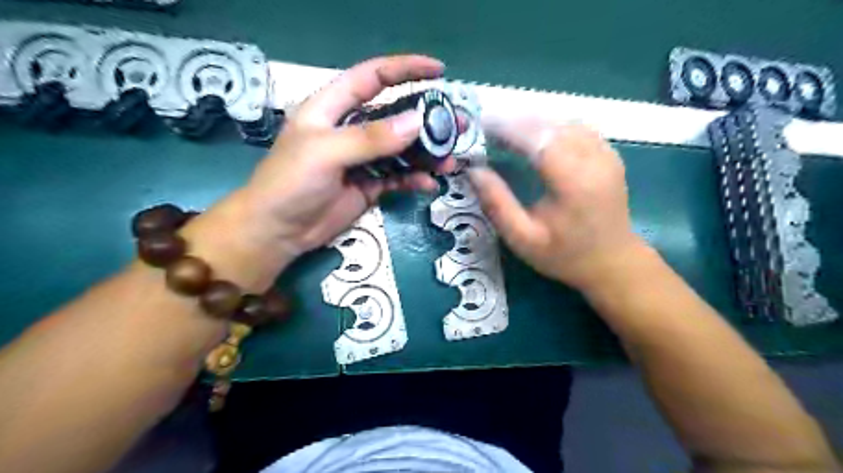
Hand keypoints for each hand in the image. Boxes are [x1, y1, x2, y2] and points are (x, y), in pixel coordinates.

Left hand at [237, 56, 454, 260]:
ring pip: (401, 149)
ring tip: (449, 161)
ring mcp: (362, 159)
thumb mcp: (326, 153)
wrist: (278, 231)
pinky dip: (414, 179)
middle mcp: (350, 130)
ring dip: (425, 154)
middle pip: (394, 115)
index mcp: (332, 108)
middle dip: (426, 119)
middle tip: (456, 125)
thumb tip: (417, 122)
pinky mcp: (369, 185)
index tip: (438, 71)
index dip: (404, 69)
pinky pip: (397, 177)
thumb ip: (371, 138)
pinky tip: (428, 184)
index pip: (372, 77)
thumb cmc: (290, 183)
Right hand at [467, 118, 647, 290]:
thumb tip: (474, 171)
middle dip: (517, 122)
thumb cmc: (564, 255)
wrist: (612, 262)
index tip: (481, 126)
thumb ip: (497, 204)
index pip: (538, 140)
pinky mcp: (609, 154)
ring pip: (564, 123)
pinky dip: (552, 127)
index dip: (508, 129)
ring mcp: (606, 154)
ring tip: (507, 131)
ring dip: (534, 122)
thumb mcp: (523, 239)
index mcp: (574, 182)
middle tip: (488, 128)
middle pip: (551, 126)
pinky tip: (536, 136)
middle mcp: (594, 160)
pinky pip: (577, 128)